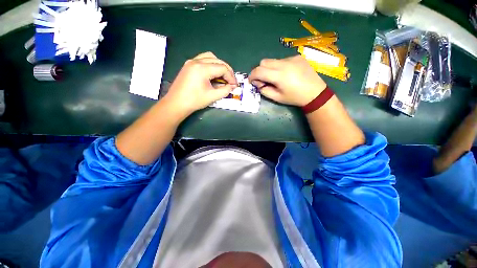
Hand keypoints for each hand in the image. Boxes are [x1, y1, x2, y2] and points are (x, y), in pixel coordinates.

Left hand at [163, 52, 237, 117]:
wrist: (176, 104)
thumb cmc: (194, 101)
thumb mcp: (212, 96)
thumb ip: (225, 90)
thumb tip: (232, 86)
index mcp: (202, 68)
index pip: (222, 68)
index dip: (231, 76)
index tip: (235, 85)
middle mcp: (196, 61)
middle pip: (217, 60)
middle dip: (227, 70)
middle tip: (231, 81)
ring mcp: (191, 62)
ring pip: (210, 57)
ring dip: (219, 65)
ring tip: (223, 76)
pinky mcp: (189, 65)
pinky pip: (203, 59)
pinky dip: (211, 65)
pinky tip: (213, 74)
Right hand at [248, 55, 326, 106]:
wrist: (315, 93)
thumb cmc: (294, 98)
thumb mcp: (277, 98)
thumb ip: (264, 90)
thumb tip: (257, 83)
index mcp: (279, 76)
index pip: (259, 70)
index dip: (252, 75)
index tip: (251, 81)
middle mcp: (285, 63)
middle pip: (264, 62)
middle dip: (259, 70)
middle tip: (262, 80)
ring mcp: (292, 58)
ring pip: (273, 60)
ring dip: (269, 69)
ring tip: (276, 78)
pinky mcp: (297, 56)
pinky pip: (282, 60)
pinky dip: (279, 67)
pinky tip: (286, 74)